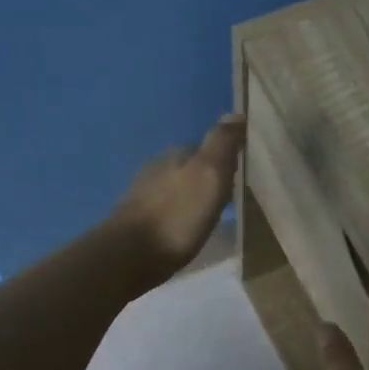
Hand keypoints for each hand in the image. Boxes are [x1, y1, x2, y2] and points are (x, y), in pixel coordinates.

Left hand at [108, 114, 245, 277]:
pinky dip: (177, 215)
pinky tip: (184, 230)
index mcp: (176, 155)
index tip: (239, 175)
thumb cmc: (177, 215)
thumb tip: (236, 113)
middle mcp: (156, 168)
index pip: (206, 147)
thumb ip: (221, 144)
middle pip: (189, 168)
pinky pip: (164, 210)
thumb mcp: (209, 175)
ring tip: (208, 216)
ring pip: (175, 188)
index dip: (224, 160)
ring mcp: (142, 194)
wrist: (129, 256)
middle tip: (227, 198)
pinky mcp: (135, 221)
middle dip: (206, 178)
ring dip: (191, 198)